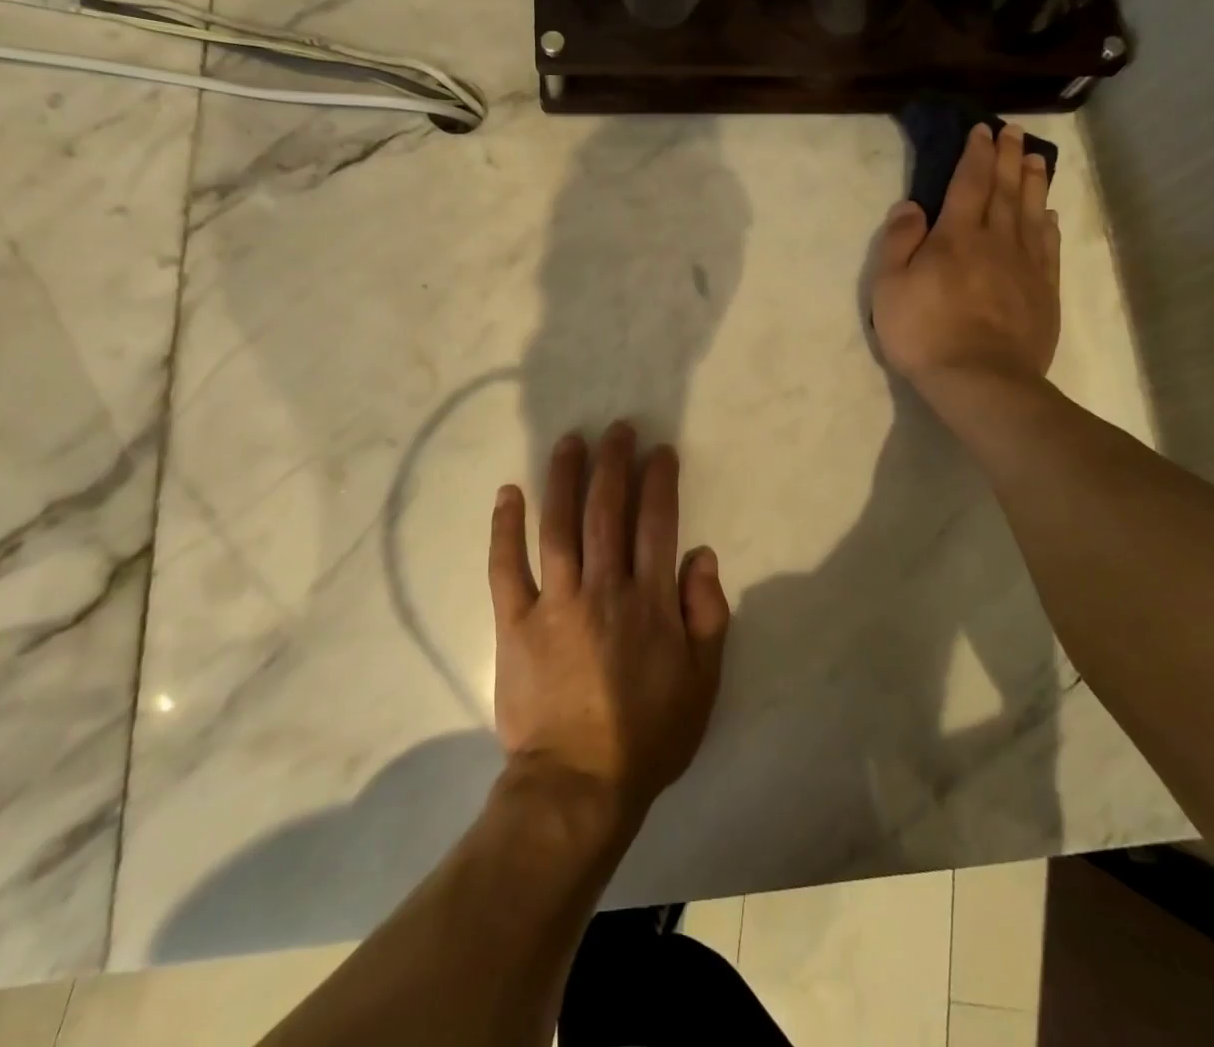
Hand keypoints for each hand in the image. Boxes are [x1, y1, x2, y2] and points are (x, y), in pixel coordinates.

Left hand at [487, 423, 730, 825]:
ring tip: (568, 442)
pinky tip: (509, 493)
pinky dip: (505, 527)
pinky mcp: (515, 622)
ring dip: (563, 478)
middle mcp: (603, 588)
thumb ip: (707, 614)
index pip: (657, 522)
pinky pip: (506, 566)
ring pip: (559, 525)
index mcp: (650, 601)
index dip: (659, 480)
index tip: (659, 451)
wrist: (577, 785)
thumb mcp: (703, 682)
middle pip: (606, 510)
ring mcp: (555, 602)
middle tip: (615, 429)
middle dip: (613, 463)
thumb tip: (702, 555)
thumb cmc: (648, 735)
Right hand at [871, 123, 1060, 396]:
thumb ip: (898, 242)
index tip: (981, 130)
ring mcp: (1025, 266)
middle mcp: (996, 240)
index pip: (968, 183)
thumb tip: (911, 206)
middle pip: (1004, 190)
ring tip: (1034, 158)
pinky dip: (1048, 225)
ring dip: (1032, 182)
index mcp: (956, 236)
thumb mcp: (889, 287)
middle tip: (1013, 131)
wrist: (980, 379)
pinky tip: (1049, 215)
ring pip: (1031, 212)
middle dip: (1007, 157)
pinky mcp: (1043, 291)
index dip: (974, 154)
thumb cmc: (924, 333)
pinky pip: (1047, 248)